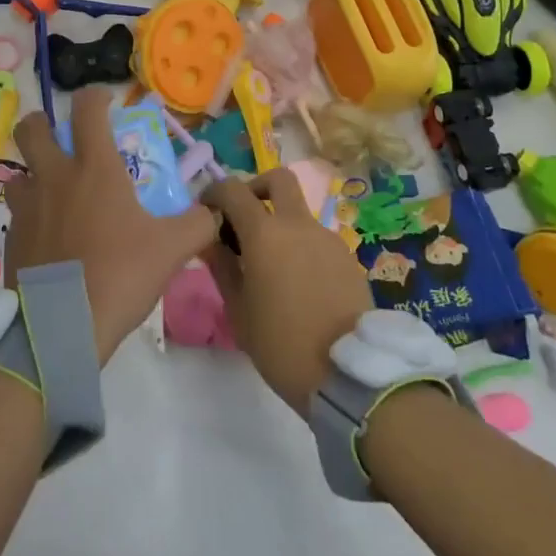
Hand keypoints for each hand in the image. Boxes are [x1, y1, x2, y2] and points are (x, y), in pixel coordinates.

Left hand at [5, 90, 217, 363]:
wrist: (62, 326)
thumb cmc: (119, 276)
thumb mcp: (171, 249)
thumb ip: (199, 223)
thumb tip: (217, 209)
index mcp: (93, 168)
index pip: (87, 108)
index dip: (96, 96)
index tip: (107, 102)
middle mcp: (54, 176)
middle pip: (32, 127)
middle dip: (44, 122)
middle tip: (62, 137)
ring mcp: (26, 206)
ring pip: (19, 170)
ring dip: (34, 171)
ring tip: (56, 191)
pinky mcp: (10, 236)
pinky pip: (17, 211)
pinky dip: (31, 212)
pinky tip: (49, 235)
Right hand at [202, 172, 373, 415]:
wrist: (349, 375)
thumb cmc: (281, 344)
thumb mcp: (238, 310)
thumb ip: (221, 265)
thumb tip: (209, 238)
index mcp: (265, 233)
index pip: (233, 190)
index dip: (215, 193)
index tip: (207, 211)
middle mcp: (299, 225)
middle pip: (279, 179)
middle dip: (256, 188)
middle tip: (244, 217)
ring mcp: (328, 239)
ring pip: (299, 213)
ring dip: (280, 224)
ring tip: (270, 266)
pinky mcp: (348, 258)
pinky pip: (317, 240)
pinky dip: (301, 247)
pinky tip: (298, 284)